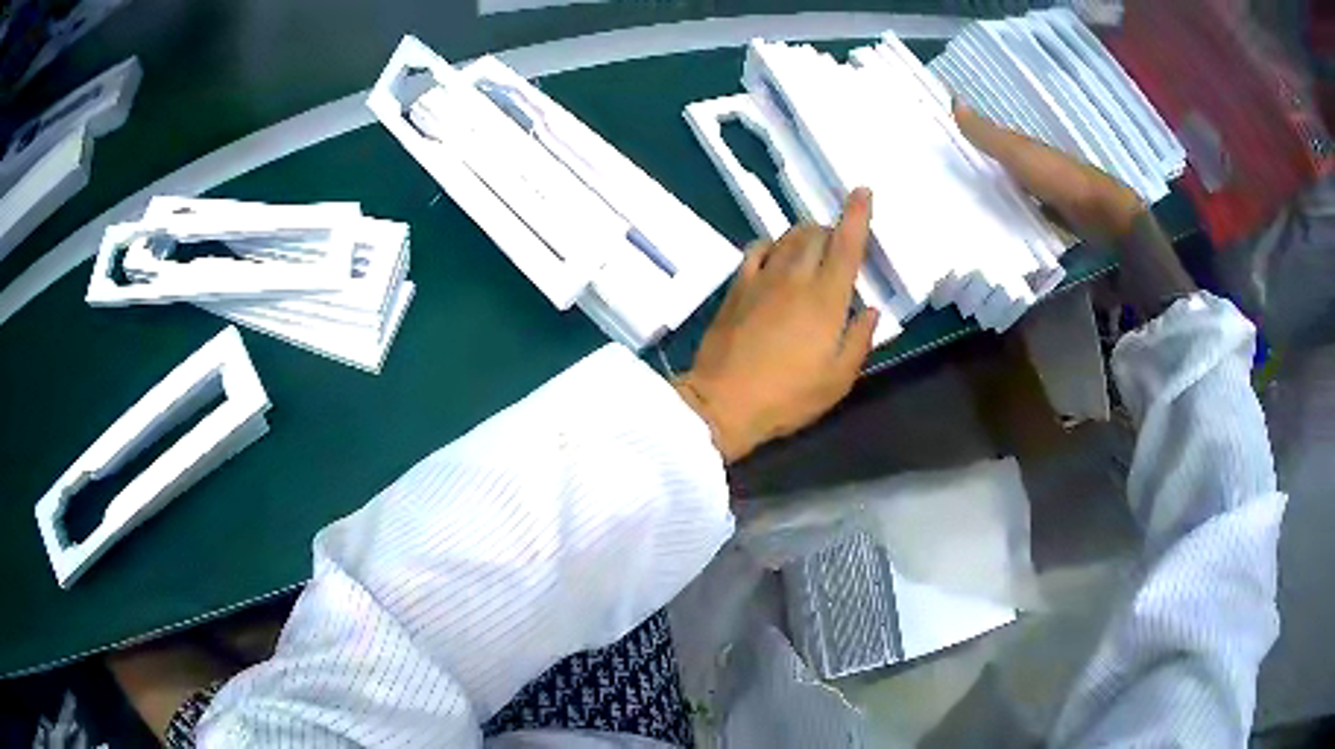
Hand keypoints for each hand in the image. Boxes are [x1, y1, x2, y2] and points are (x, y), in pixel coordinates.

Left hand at [673, 189, 879, 463]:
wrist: (722, 402)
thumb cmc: (786, 397)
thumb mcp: (837, 380)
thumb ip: (859, 340)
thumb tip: (870, 310)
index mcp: (826, 299)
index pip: (846, 245)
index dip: (857, 215)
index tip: (862, 192)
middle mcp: (795, 278)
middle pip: (815, 234)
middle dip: (830, 229)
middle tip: (838, 244)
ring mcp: (761, 279)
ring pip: (786, 238)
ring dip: (803, 235)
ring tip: (811, 247)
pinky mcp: (736, 288)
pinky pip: (756, 250)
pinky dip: (772, 245)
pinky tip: (775, 256)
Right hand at [953, 100, 1146, 239]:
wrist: (1103, 216)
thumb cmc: (1059, 179)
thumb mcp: (1018, 154)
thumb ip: (989, 135)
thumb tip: (953, 101)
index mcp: (1026, 149)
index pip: (993, 143)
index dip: (972, 144)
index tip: (945, 153)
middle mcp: (1037, 169)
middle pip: (1005, 170)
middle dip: (984, 175)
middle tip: (951, 188)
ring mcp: (1050, 197)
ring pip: (1017, 194)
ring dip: (1000, 200)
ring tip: (969, 215)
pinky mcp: (1058, 223)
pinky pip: (1029, 218)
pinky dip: (1016, 221)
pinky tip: (1002, 234)